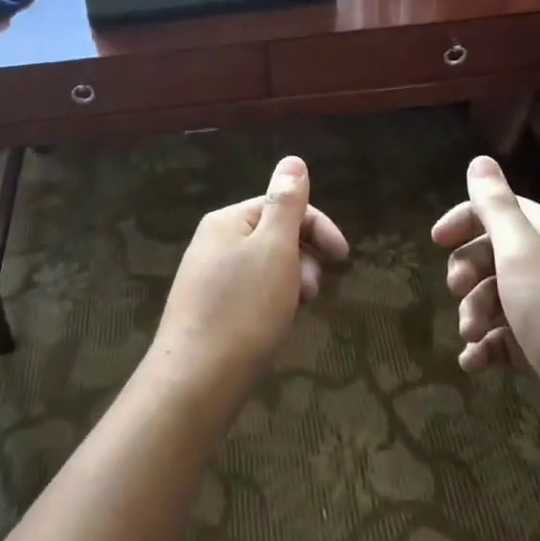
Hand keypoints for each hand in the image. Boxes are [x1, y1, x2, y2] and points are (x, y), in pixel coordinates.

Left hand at [152, 156, 348, 401]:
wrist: (196, 381)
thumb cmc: (243, 310)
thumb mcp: (274, 249)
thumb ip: (286, 203)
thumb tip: (293, 159)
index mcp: (227, 220)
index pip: (283, 206)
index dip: (318, 227)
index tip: (343, 258)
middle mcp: (214, 242)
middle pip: (274, 236)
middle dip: (303, 258)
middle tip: (311, 293)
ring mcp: (208, 277)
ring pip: (266, 268)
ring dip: (290, 283)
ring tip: (293, 312)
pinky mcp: (209, 311)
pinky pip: (251, 294)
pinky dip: (272, 303)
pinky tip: (274, 326)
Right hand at [432, 155, 539, 460]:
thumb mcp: (522, 254)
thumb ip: (496, 208)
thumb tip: (480, 160)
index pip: (503, 211)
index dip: (466, 220)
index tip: (436, 242)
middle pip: (497, 254)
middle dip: (469, 273)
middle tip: (456, 292)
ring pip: (498, 297)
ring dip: (476, 313)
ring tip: (471, 336)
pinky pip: (508, 337)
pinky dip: (488, 347)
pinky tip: (473, 363)